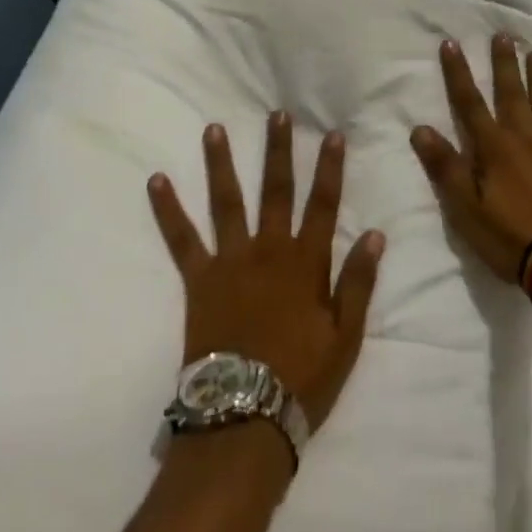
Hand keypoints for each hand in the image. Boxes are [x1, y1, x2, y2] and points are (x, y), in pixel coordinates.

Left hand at [147, 112, 384, 432]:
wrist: (245, 417)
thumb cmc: (302, 379)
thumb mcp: (346, 337)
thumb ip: (358, 282)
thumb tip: (376, 233)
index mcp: (306, 262)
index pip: (323, 205)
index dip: (330, 169)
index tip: (333, 135)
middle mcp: (269, 250)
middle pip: (276, 190)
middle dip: (278, 150)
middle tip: (276, 115)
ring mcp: (231, 260)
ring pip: (227, 201)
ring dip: (221, 163)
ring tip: (213, 128)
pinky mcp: (199, 279)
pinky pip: (181, 238)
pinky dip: (168, 209)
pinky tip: (155, 180)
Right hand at [410, 35, 531, 283]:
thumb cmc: (509, 237)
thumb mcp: (465, 207)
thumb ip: (445, 166)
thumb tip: (420, 128)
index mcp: (495, 149)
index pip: (470, 104)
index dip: (458, 73)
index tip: (451, 43)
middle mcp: (525, 142)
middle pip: (512, 96)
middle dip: (505, 65)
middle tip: (504, 36)